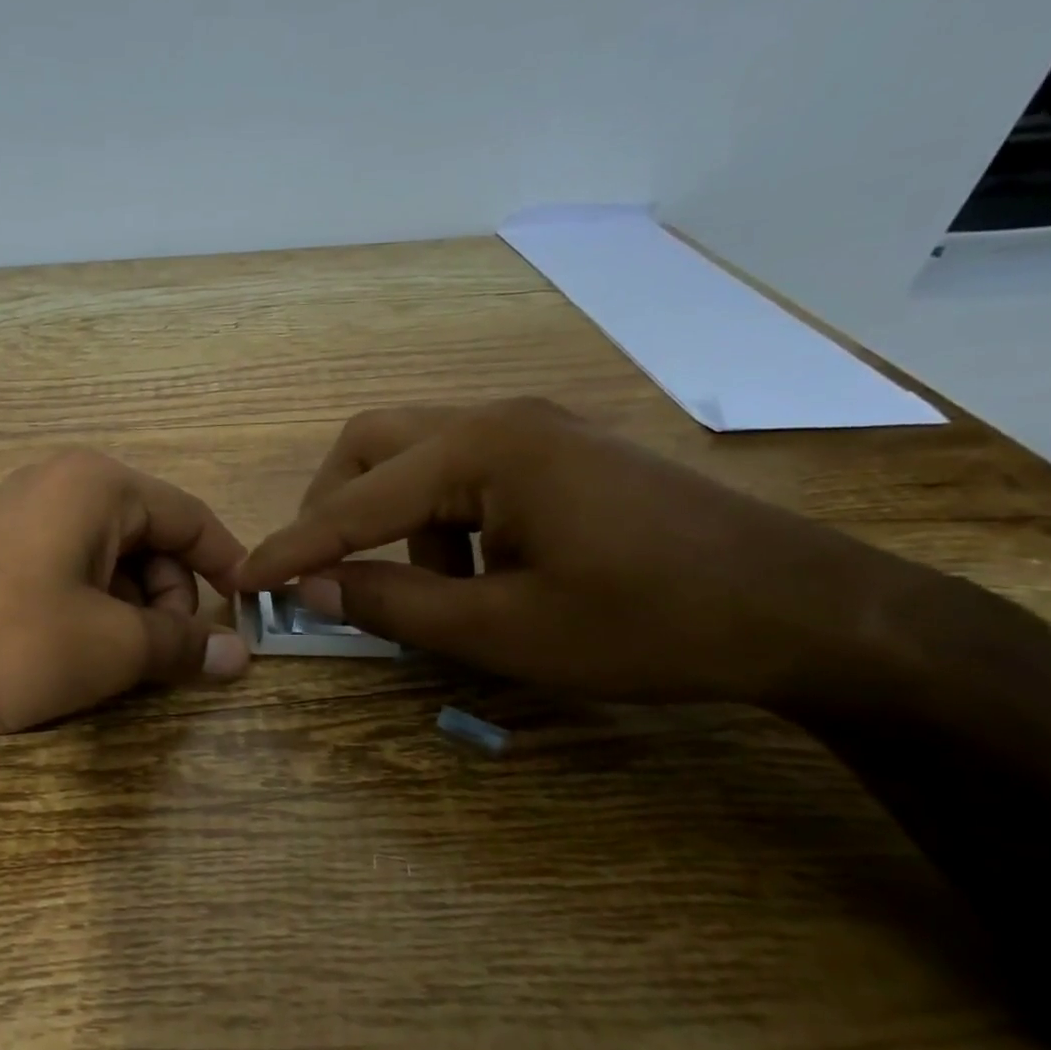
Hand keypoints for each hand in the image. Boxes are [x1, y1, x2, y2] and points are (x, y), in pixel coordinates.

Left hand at [0, 450, 250, 738]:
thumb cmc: (9, 640)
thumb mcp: (110, 646)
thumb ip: (181, 644)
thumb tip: (238, 656)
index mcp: (100, 485)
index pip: (191, 518)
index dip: (228, 566)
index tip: (248, 613)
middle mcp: (63, 483)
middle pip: (151, 539)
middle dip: (168, 600)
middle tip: (159, 657)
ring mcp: (24, 513)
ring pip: (110, 560)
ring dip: (128, 610)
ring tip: (110, 662)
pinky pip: (69, 569)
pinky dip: (89, 608)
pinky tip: (71, 651)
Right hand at [236, 399, 917, 705]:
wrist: (807, 610)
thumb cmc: (650, 624)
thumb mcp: (504, 632)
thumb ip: (393, 605)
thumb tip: (310, 588)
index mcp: (482, 450)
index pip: (353, 502)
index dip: (292, 548)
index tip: (243, 581)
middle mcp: (497, 418)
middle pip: (369, 445)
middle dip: (332, 509)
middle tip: (326, 571)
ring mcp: (532, 427)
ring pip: (412, 455)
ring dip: (388, 517)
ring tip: (424, 587)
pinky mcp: (555, 450)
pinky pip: (460, 470)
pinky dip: (436, 518)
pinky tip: (477, 570)